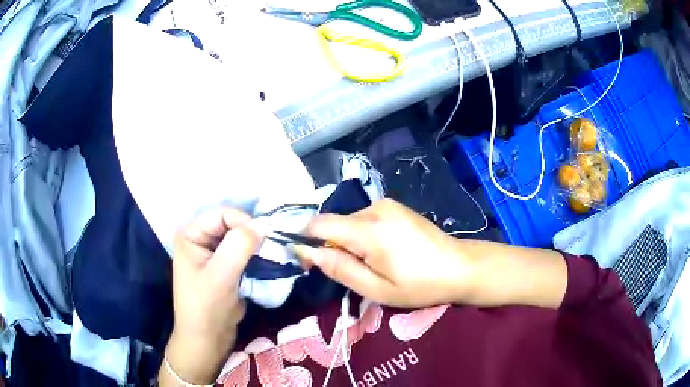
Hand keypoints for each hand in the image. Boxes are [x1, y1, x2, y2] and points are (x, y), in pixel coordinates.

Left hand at [161, 208, 261, 385]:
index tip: (265, 239)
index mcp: (191, 234)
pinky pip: (243, 253)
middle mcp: (200, 238)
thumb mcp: (221, 275)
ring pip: (240, 239)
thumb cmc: (206, 306)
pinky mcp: (224, 266)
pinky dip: (255, 257)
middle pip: (232, 224)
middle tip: (271, 248)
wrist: (207, 339)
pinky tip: (265, 264)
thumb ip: (240, 245)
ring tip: (270, 257)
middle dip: (252, 235)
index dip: (244, 222)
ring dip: (256, 247)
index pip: (222, 214)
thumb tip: (264, 223)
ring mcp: (212, 253)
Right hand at [297, 199, 473, 307]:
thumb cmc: (419, 285)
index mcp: (369, 228)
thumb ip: (338, 267)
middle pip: (334, 223)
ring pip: (349, 221)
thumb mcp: (375, 288)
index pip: (319, 223)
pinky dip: (362, 235)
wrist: (460, 267)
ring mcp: (387, 204)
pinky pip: (364, 219)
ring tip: (373, 263)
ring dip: (349, 242)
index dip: (307, 241)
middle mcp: (375, 207)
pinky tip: (383, 251)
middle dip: (332, 246)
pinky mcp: (394, 206)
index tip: (311, 263)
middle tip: (353, 272)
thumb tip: (305, 250)